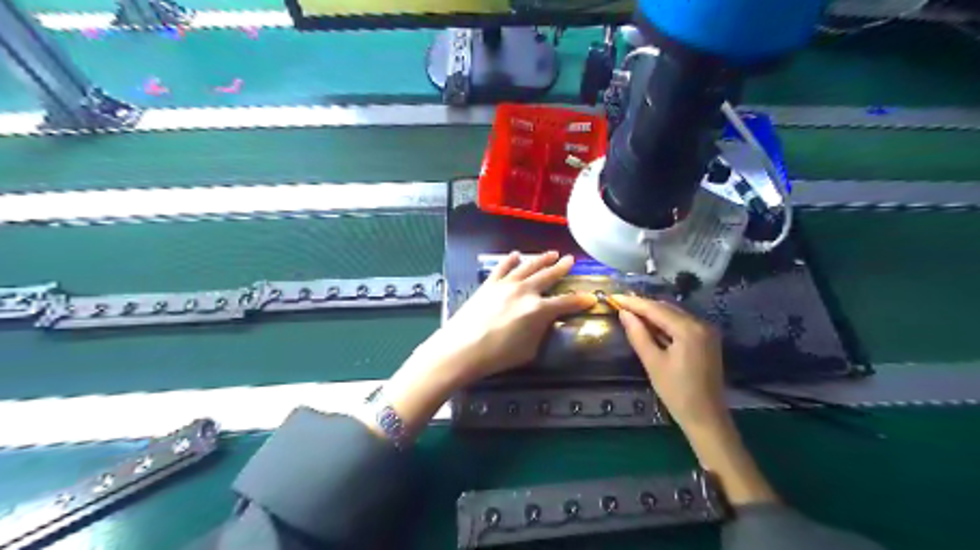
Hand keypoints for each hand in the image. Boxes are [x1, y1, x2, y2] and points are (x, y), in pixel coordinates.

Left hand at [432, 248, 601, 381]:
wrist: (462, 349)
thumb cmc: (498, 356)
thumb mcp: (529, 350)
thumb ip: (540, 332)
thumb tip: (544, 321)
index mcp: (538, 310)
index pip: (566, 302)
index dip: (580, 300)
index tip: (591, 298)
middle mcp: (525, 291)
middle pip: (548, 276)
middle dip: (561, 268)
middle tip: (570, 260)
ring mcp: (506, 285)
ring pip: (528, 267)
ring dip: (541, 259)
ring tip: (552, 253)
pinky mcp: (489, 284)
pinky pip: (502, 267)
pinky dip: (510, 260)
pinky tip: (516, 255)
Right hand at [610, 295, 782, 504]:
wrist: (706, 418)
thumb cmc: (677, 393)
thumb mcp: (653, 363)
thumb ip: (638, 335)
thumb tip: (624, 314)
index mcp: (688, 329)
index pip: (656, 309)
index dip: (633, 302)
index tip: (613, 297)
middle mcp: (701, 324)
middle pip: (666, 308)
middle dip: (643, 305)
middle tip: (619, 303)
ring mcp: (706, 331)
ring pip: (674, 314)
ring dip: (653, 313)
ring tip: (629, 311)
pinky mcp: (706, 339)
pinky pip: (681, 323)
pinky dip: (664, 322)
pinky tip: (649, 324)